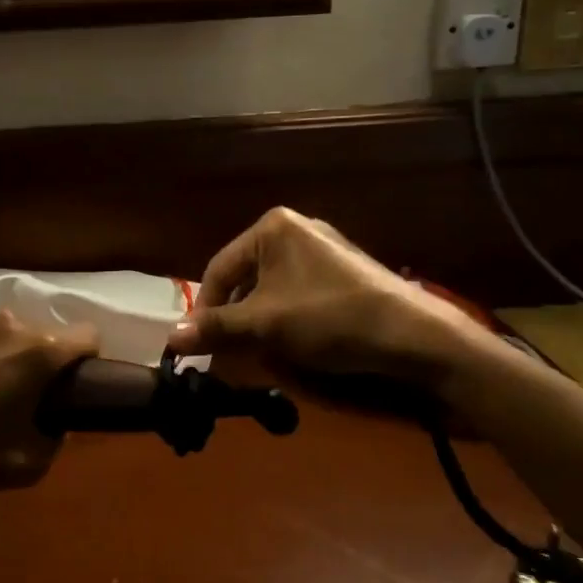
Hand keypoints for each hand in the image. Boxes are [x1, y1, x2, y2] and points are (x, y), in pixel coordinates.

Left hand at [0, 309, 98, 530]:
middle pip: (35, 334)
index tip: (71, 379)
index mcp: (37, 352)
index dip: (84, 358)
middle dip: (31, 358)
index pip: (86, 336)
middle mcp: (3, 322)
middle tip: (12, 393)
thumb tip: (55, 421)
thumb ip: (56, 436)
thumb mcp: (28, 464)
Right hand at [170, 207, 488, 387]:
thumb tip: (170, 339)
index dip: (205, 310)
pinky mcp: (343, 274)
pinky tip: (291, 346)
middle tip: (227, 355)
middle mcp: (296, 230)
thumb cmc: (329, 318)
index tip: (198, 346)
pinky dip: (285, 321)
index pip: (219, 269)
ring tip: (257, 355)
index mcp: (272, 227)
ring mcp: (323, 251)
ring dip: (258, 325)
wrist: (412, 336)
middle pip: (245, 279)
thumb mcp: (265, 324)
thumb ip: (216, 328)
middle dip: (234, 320)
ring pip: (270, 291)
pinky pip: (297, 295)